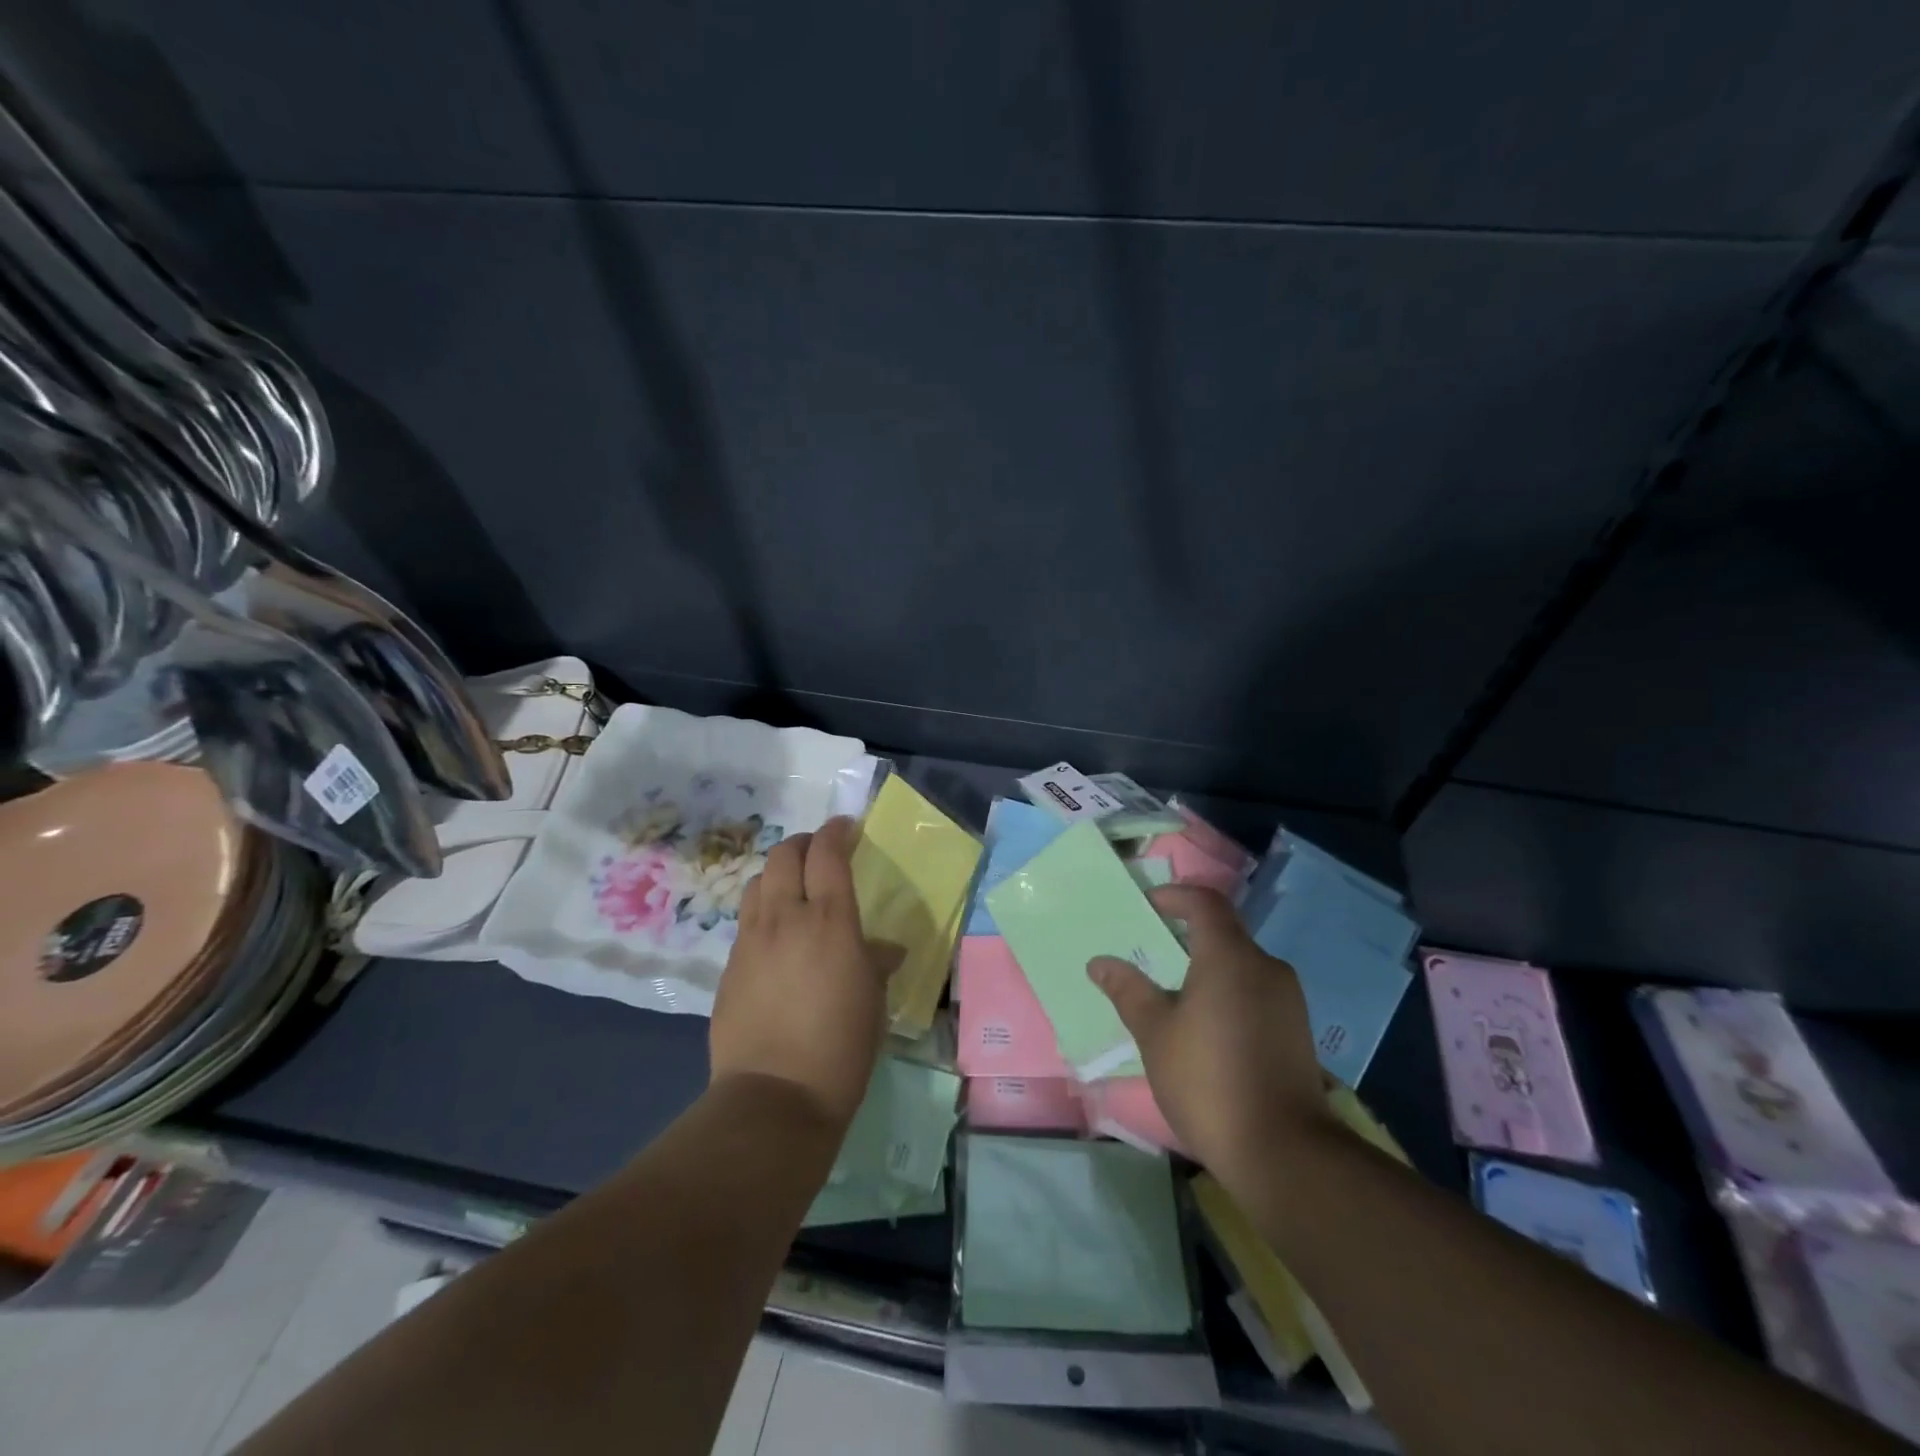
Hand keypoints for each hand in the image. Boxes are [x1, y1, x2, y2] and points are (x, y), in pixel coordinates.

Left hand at [711, 817, 886, 1129]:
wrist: (774, 1098)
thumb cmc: (841, 1047)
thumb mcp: (872, 1001)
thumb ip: (875, 963)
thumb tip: (885, 950)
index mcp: (828, 919)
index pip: (826, 854)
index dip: (836, 832)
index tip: (846, 827)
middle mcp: (784, 918)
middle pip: (783, 856)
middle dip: (802, 844)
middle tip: (819, 853)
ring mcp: (750, 941)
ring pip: (757, 884)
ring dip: (776, 875)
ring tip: (793, 891)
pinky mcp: (729, 967)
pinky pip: (746, 922)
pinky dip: (762, 912)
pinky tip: (776, 938)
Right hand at [1089, 885, 1331, 1183]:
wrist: (1285, 1153)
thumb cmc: (1208, 1080)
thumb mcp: (1155, 1034)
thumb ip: (1128, 991)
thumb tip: (1099, 962)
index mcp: (1230, 956)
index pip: (1205, 902)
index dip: (1175, 896)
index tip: (1148, 905)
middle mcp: (1265, 967)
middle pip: (1224, 932)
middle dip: (1187, 936)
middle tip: (1151, 954)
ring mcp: (1287, 1000)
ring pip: (1241, 965)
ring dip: (1207, 968)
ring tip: (1173, 995)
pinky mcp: (1296, 1031)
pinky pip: (1255, 992)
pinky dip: (1228, 993)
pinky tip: (1206, 1028)